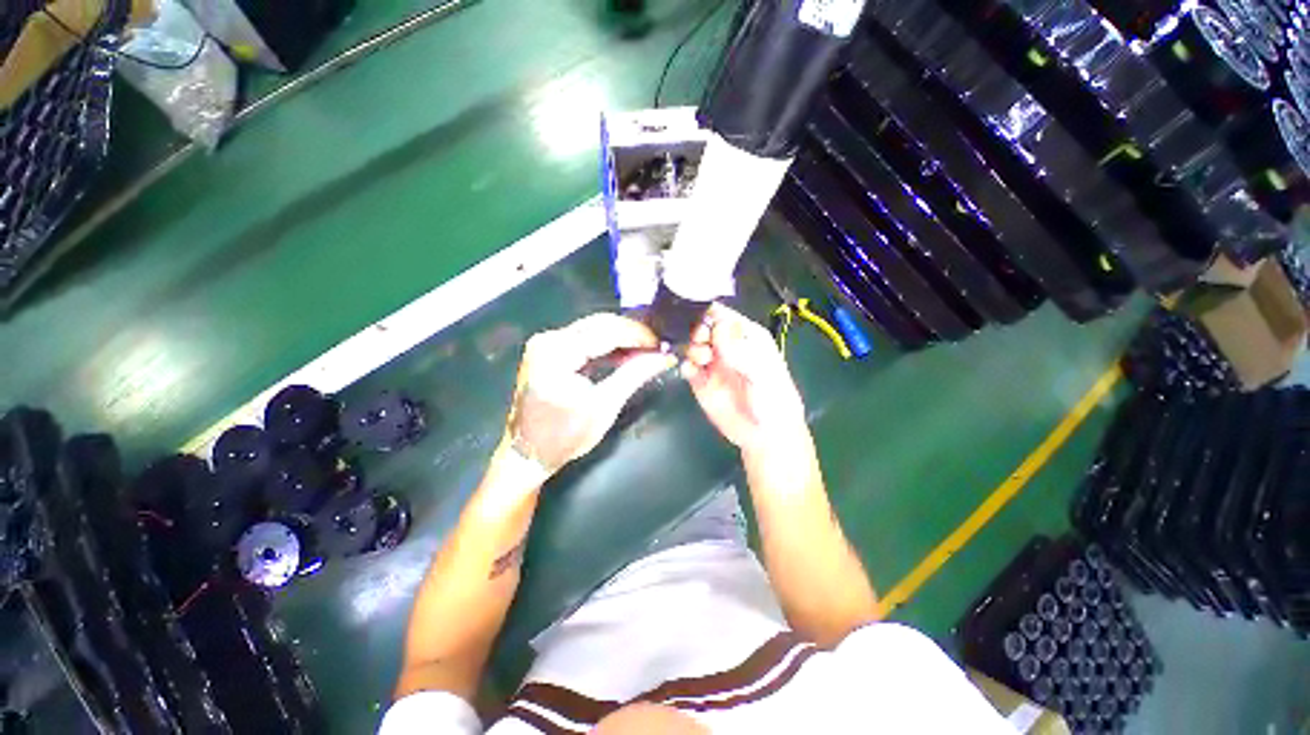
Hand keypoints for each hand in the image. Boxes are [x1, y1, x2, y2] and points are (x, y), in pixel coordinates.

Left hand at [504, 313, 675, 474]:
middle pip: (599, 324)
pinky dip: (606, 345)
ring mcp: (545, 343)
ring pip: (593, 328)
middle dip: (631, 333)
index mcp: (557, 352)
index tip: (662, 344)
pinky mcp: (547, 350)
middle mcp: (548, 339)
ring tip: (646, 350)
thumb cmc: (565, 436)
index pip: (606, 331)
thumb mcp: (605, 406)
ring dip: (620, 337)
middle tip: (657, 346)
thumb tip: (665, 357)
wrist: (527, 454)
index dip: (638, 335)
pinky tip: (625, 354)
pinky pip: (584, 338)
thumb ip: (635, 375)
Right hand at [681, 303, 808, 456]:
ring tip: (701, 359)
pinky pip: (687, 367)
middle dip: (696, 329)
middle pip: (702, 326)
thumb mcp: (763, 372)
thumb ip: (740, 350)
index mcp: (745, 336)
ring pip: (692, 345)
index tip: (698, 317)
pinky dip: (685, 366)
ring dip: (691, 347)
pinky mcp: (701, 382)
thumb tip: (717, 326)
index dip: (708, 312)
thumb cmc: (774, 399)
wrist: (766, 436)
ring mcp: (712, 364)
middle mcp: (726, 346)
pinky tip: (692, 372)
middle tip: (700, 341)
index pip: (722, 314)